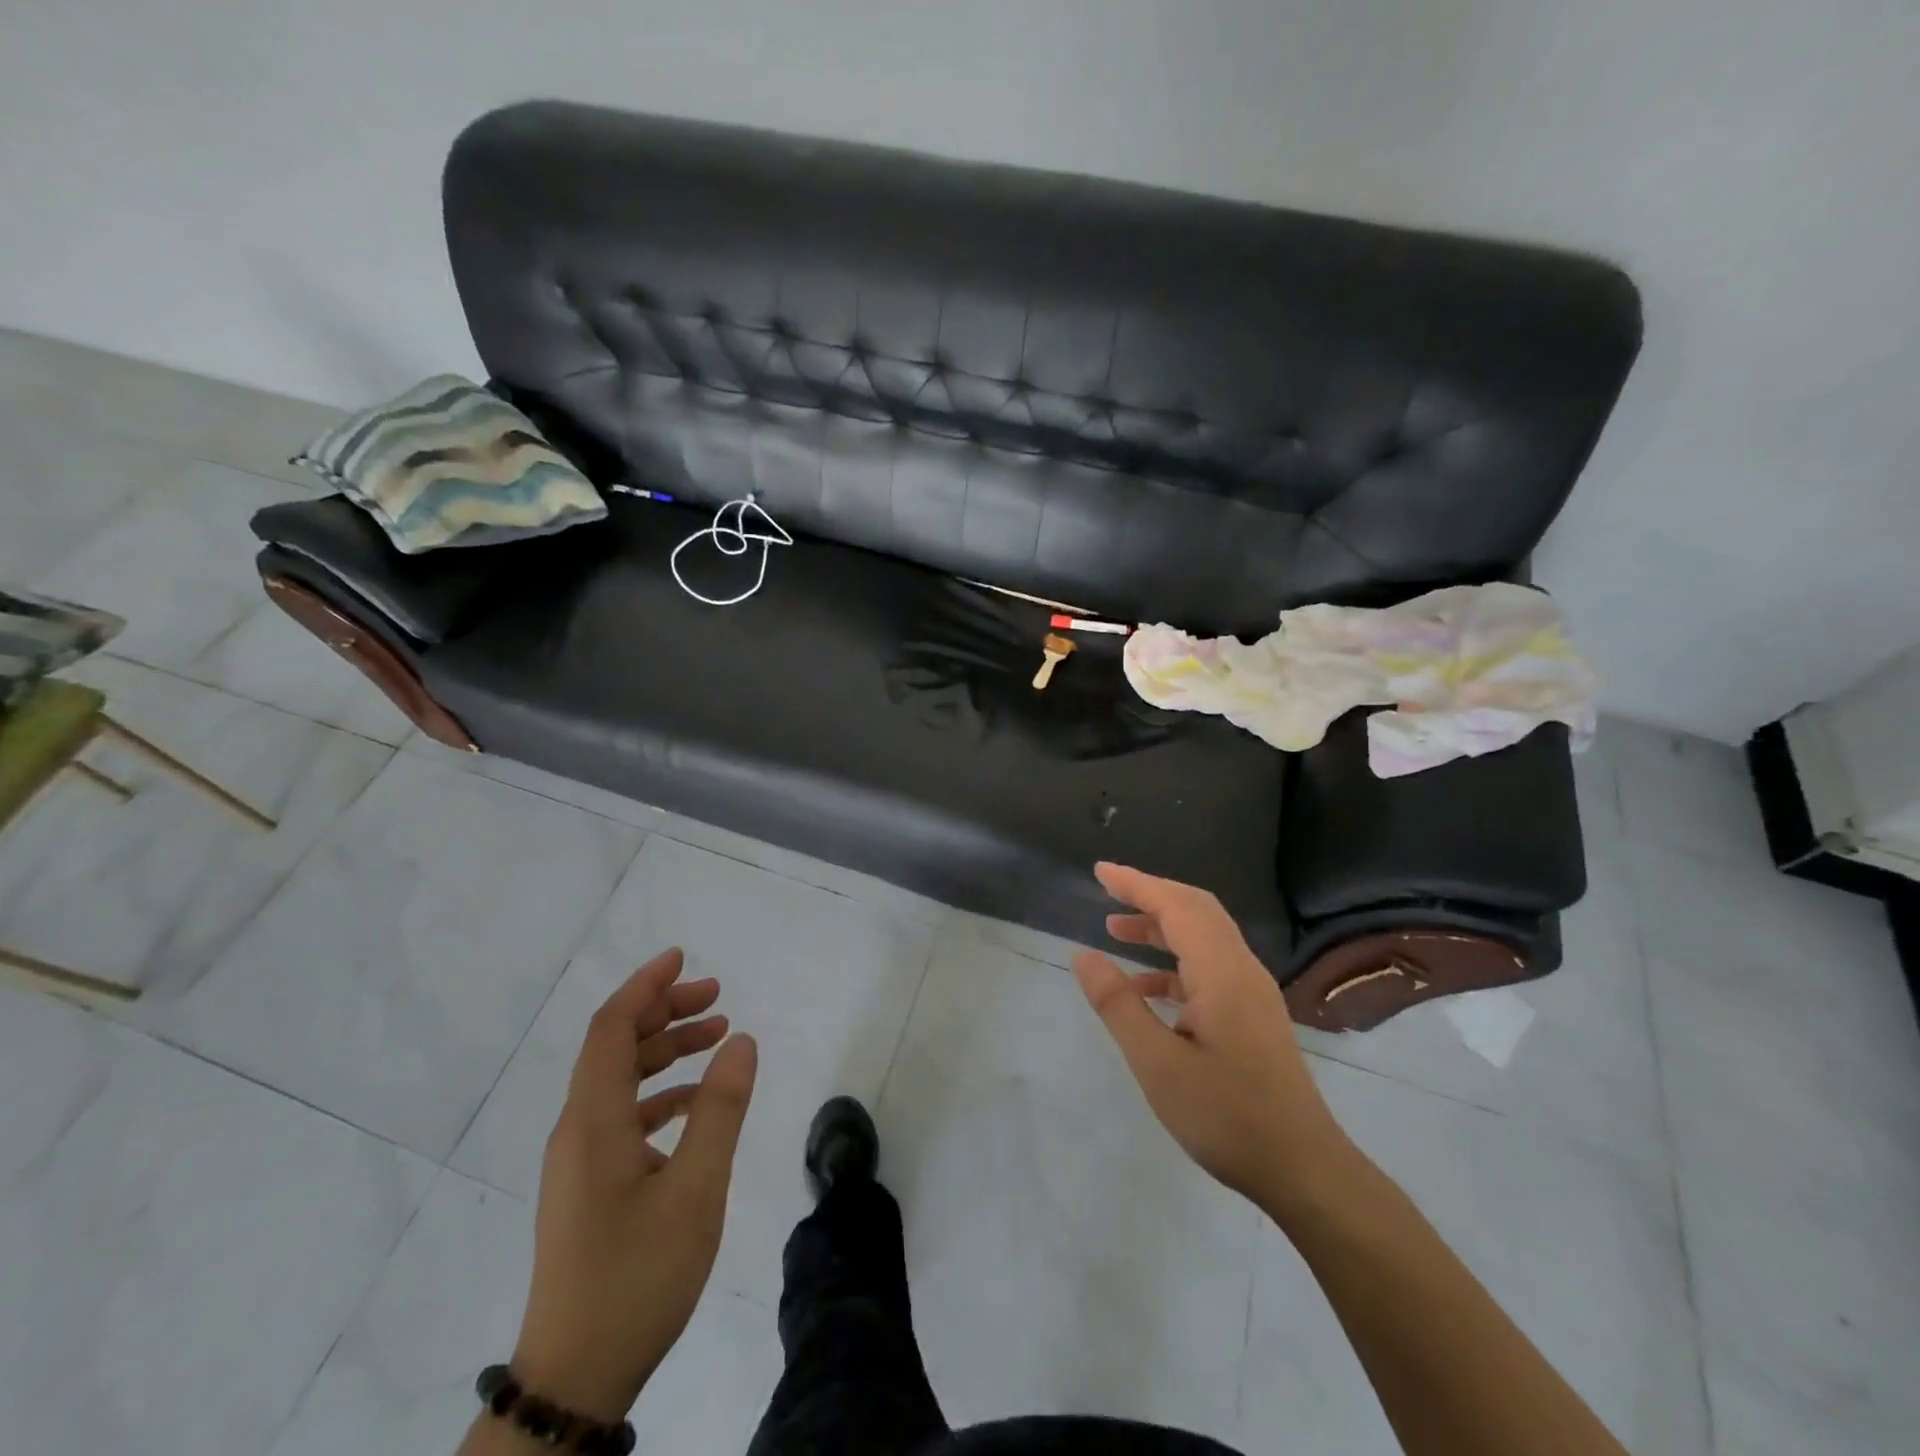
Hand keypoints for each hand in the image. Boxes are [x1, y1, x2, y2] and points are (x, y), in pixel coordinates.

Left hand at [511, 949, 757, 1421]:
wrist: (576, 1377)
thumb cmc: (637, 1276)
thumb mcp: (695, 1189)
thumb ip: (720, 1109)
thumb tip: (742, 1040)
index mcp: (593, 1121)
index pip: (612, 1028)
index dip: (645, 986)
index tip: (682, 957)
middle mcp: (578, 1130)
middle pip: (615, 1047)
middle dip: (664, 1011)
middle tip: (717, 996)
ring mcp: (581, 1160)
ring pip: (621, 1080)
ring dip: (666, 1050)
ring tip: (717, 1035)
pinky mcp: (589, 1186)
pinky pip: (624, 1115)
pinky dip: (661, 1093)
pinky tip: (697, 1103)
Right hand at [1072, 863, 1349, 1209]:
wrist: (1304, 1170)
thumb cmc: (1227, 1117)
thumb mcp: (1157, 1064)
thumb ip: (1118, 1005)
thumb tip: (1083, 955)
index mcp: (1222, 972)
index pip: (1176, 907)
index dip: (1136, 884)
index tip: (1100, 871)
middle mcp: (1241, 970)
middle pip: (1196, 910)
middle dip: (1150, 895)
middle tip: (1107, 890)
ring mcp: (1252, 992)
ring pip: (1204, 937)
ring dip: (1161, 927)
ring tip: (1116, 930)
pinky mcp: (1253, 1015)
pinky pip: (1210, 967)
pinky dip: (1174, 964)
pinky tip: (1145, 989)